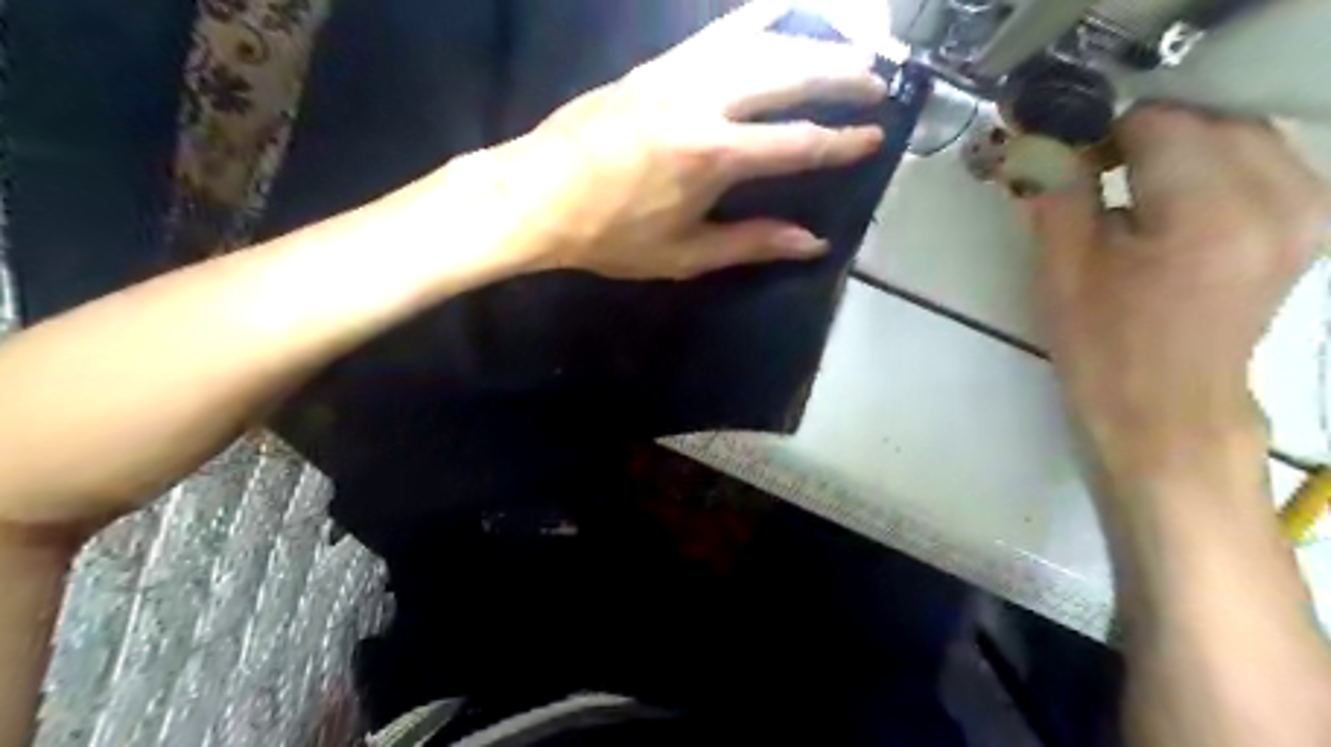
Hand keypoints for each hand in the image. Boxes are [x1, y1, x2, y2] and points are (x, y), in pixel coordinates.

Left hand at [474, 1, 888, 278]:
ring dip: (810, 41)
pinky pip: (717, 32)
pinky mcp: (656, 65)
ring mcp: (677, 74)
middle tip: (879, 79)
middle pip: (788, 75)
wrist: (535, 195)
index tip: (876, 136)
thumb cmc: (609, 235)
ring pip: (758, 42)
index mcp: (712, 157)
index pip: (797, 143)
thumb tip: (813, 243)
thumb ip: (752, 242)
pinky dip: (756, 20)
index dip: (841, 142)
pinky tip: (778, 14)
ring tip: (849, 42)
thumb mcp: (684, 254)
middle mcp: (702, 102)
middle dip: (841, 75)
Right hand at [1028, 104, 1329, 471]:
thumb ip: (1058, 194)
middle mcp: (1279, 196)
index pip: (1159, 122)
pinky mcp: (1310, 223)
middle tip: (1094, 175)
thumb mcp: (1063, 271)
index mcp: (1209, 212)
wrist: (1167, 409)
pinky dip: (1214, 165)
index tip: (1068, 164)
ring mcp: (1308, 208)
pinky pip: (1264, 160)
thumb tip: (1047, 146)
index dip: (1104, 134)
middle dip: (1144, 136)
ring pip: (1240, 134)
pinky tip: (1175, 203)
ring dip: (1180, 148)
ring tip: (1132, 190)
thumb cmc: (1105, 348)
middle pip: (1208, 119)